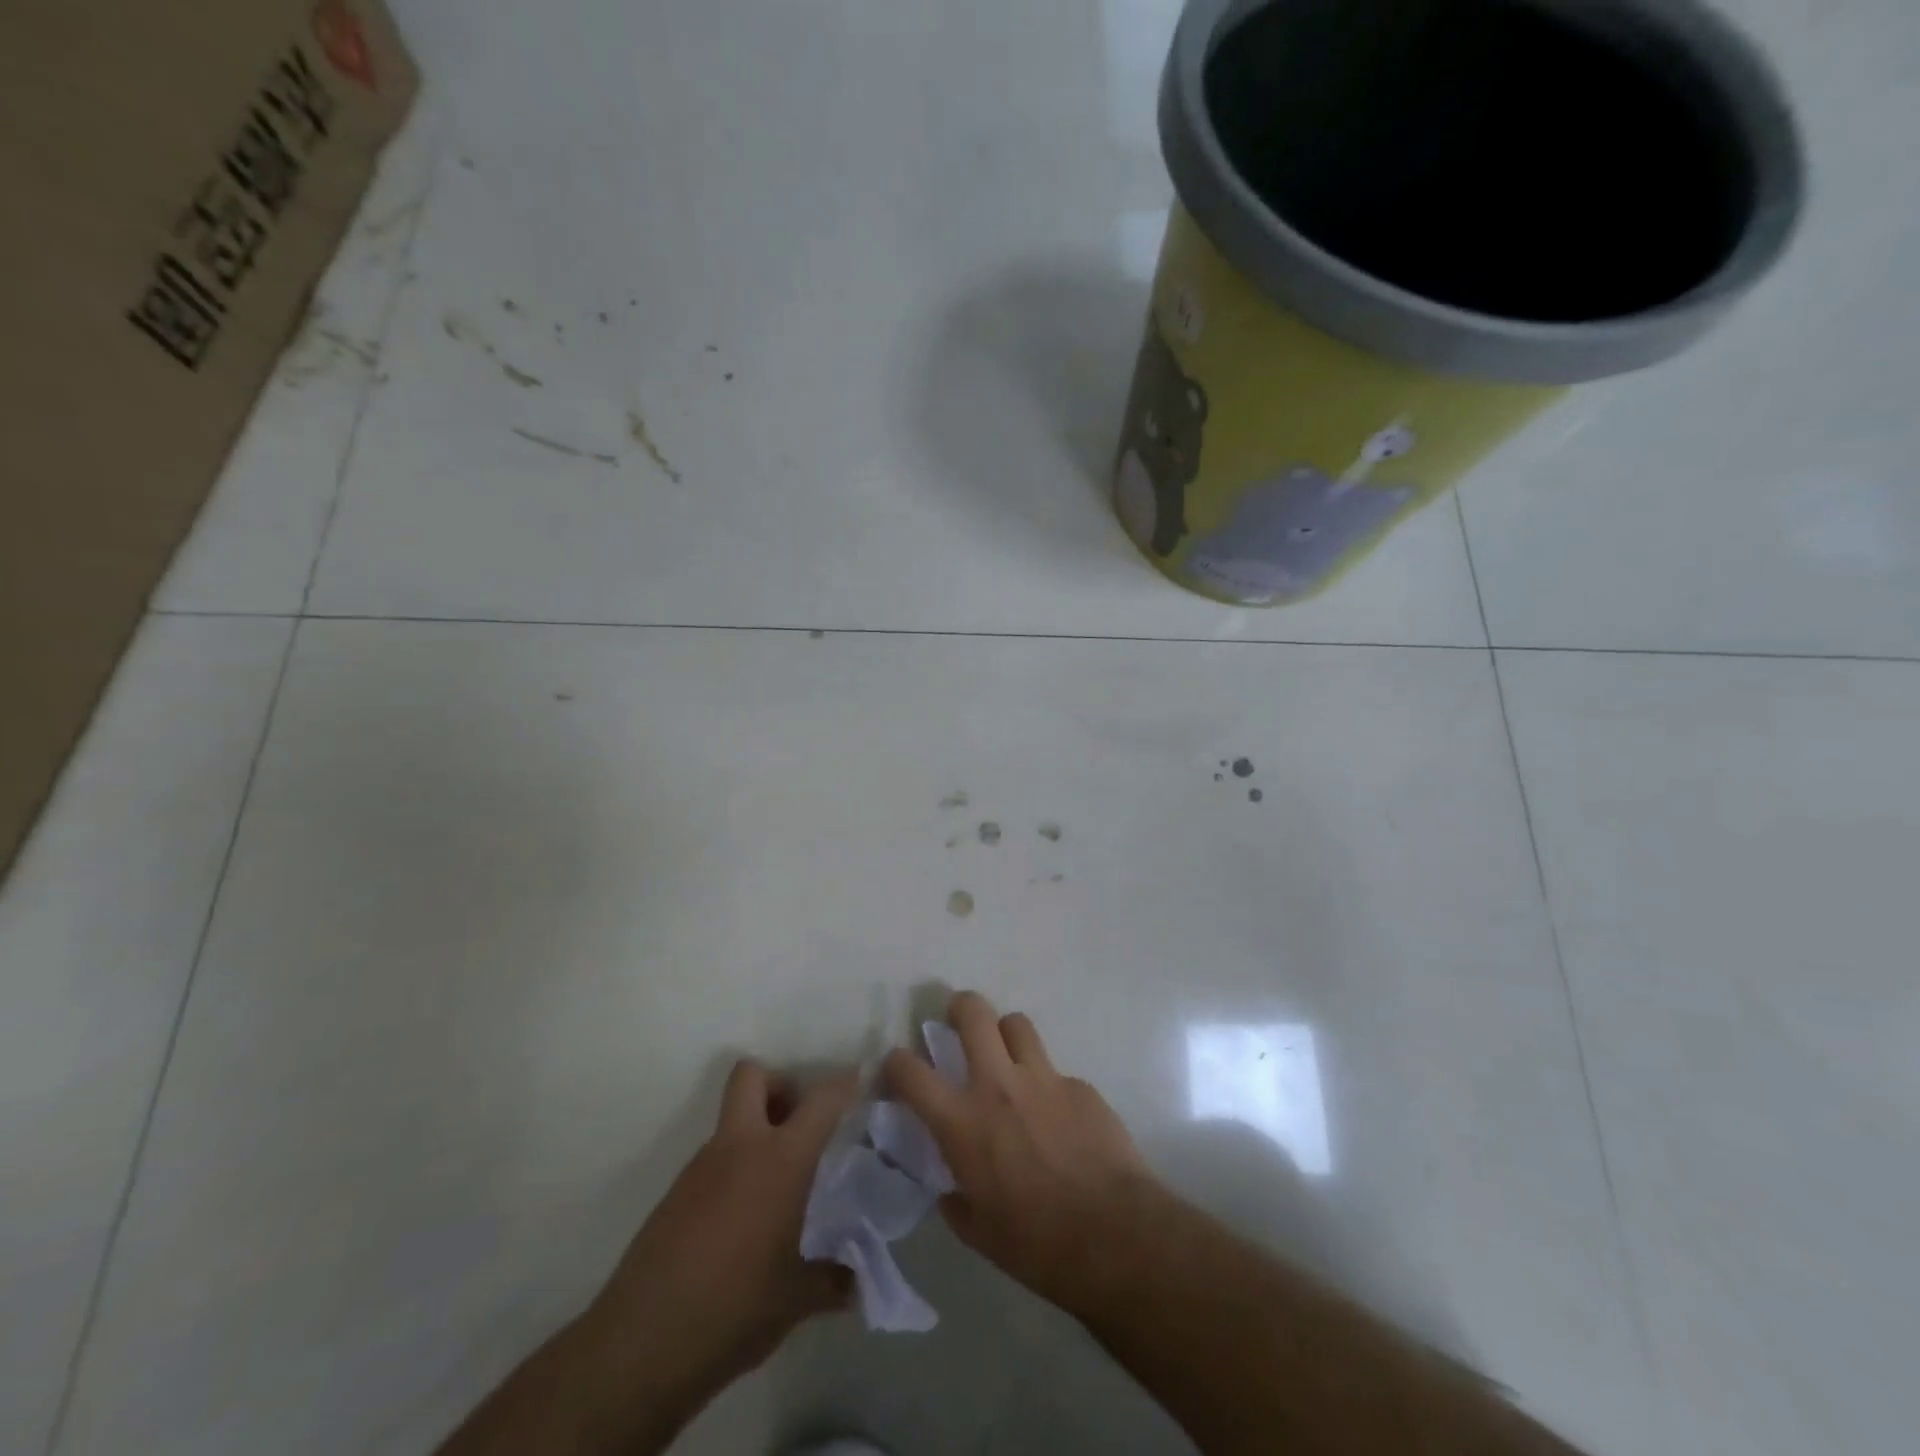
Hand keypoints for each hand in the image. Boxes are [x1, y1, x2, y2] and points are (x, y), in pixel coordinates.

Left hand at [587, 1061, 856, 1394]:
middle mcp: (739, 1147)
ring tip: (779, 1190)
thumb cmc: (734, 1308)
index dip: (846, 1084)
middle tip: (802, 1129)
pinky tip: (745, 1223)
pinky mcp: (674, 1196)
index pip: (822, 1099)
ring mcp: (700, 1168)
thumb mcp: (797, 1299)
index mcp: (780, 1159)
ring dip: (757, 1135)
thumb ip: (834, 1279)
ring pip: (732, 1121)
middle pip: (753, 1076)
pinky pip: (714, 1162)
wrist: (640, 1347)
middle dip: (780, 1087)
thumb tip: (858, 1280)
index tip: (862, 1085)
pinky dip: (734, 1173)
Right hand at [883, 991, 1153, 1312]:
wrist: (1114, 1236)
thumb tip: (951, 1188)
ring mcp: (1043, 1079)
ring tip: (1008, 1057)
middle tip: (959, 1022)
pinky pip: (1056, 1072)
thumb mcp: (978, 1233)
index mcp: (962, 1122)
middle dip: (959, 1007)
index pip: (911, 1071)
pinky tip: (1059, 1118)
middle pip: (973, 1013)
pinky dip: (1048, 1086)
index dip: (897, 1061)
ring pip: (1017, 1023)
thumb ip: (956, 1200)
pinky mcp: (1081, 1086)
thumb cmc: (1036, 1245)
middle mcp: (998, 1085)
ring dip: (1006, 1035)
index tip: (898, 1066)